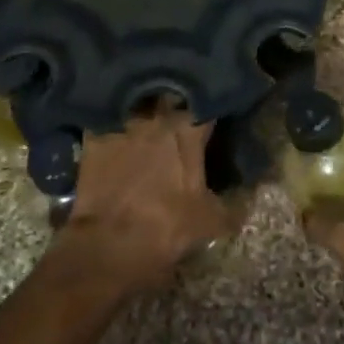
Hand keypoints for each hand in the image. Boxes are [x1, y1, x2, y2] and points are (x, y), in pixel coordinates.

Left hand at [49, 103, 232, 297]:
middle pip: (170, 98)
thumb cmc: (166, 227)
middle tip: (180, 116)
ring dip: (145, 110)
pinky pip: (107, 119)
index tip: (214, 116)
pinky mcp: (94, 136)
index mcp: (188, 129)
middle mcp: (156, 116)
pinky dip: (113, 123)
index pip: (207, 105)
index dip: (212, 108)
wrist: (107, 245)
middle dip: (176, 103)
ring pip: (138, 104)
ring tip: (148, 120)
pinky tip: (115, 131)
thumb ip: (232, 203)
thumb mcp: (210, 221)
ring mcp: (122, 123)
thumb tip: (249, 197)